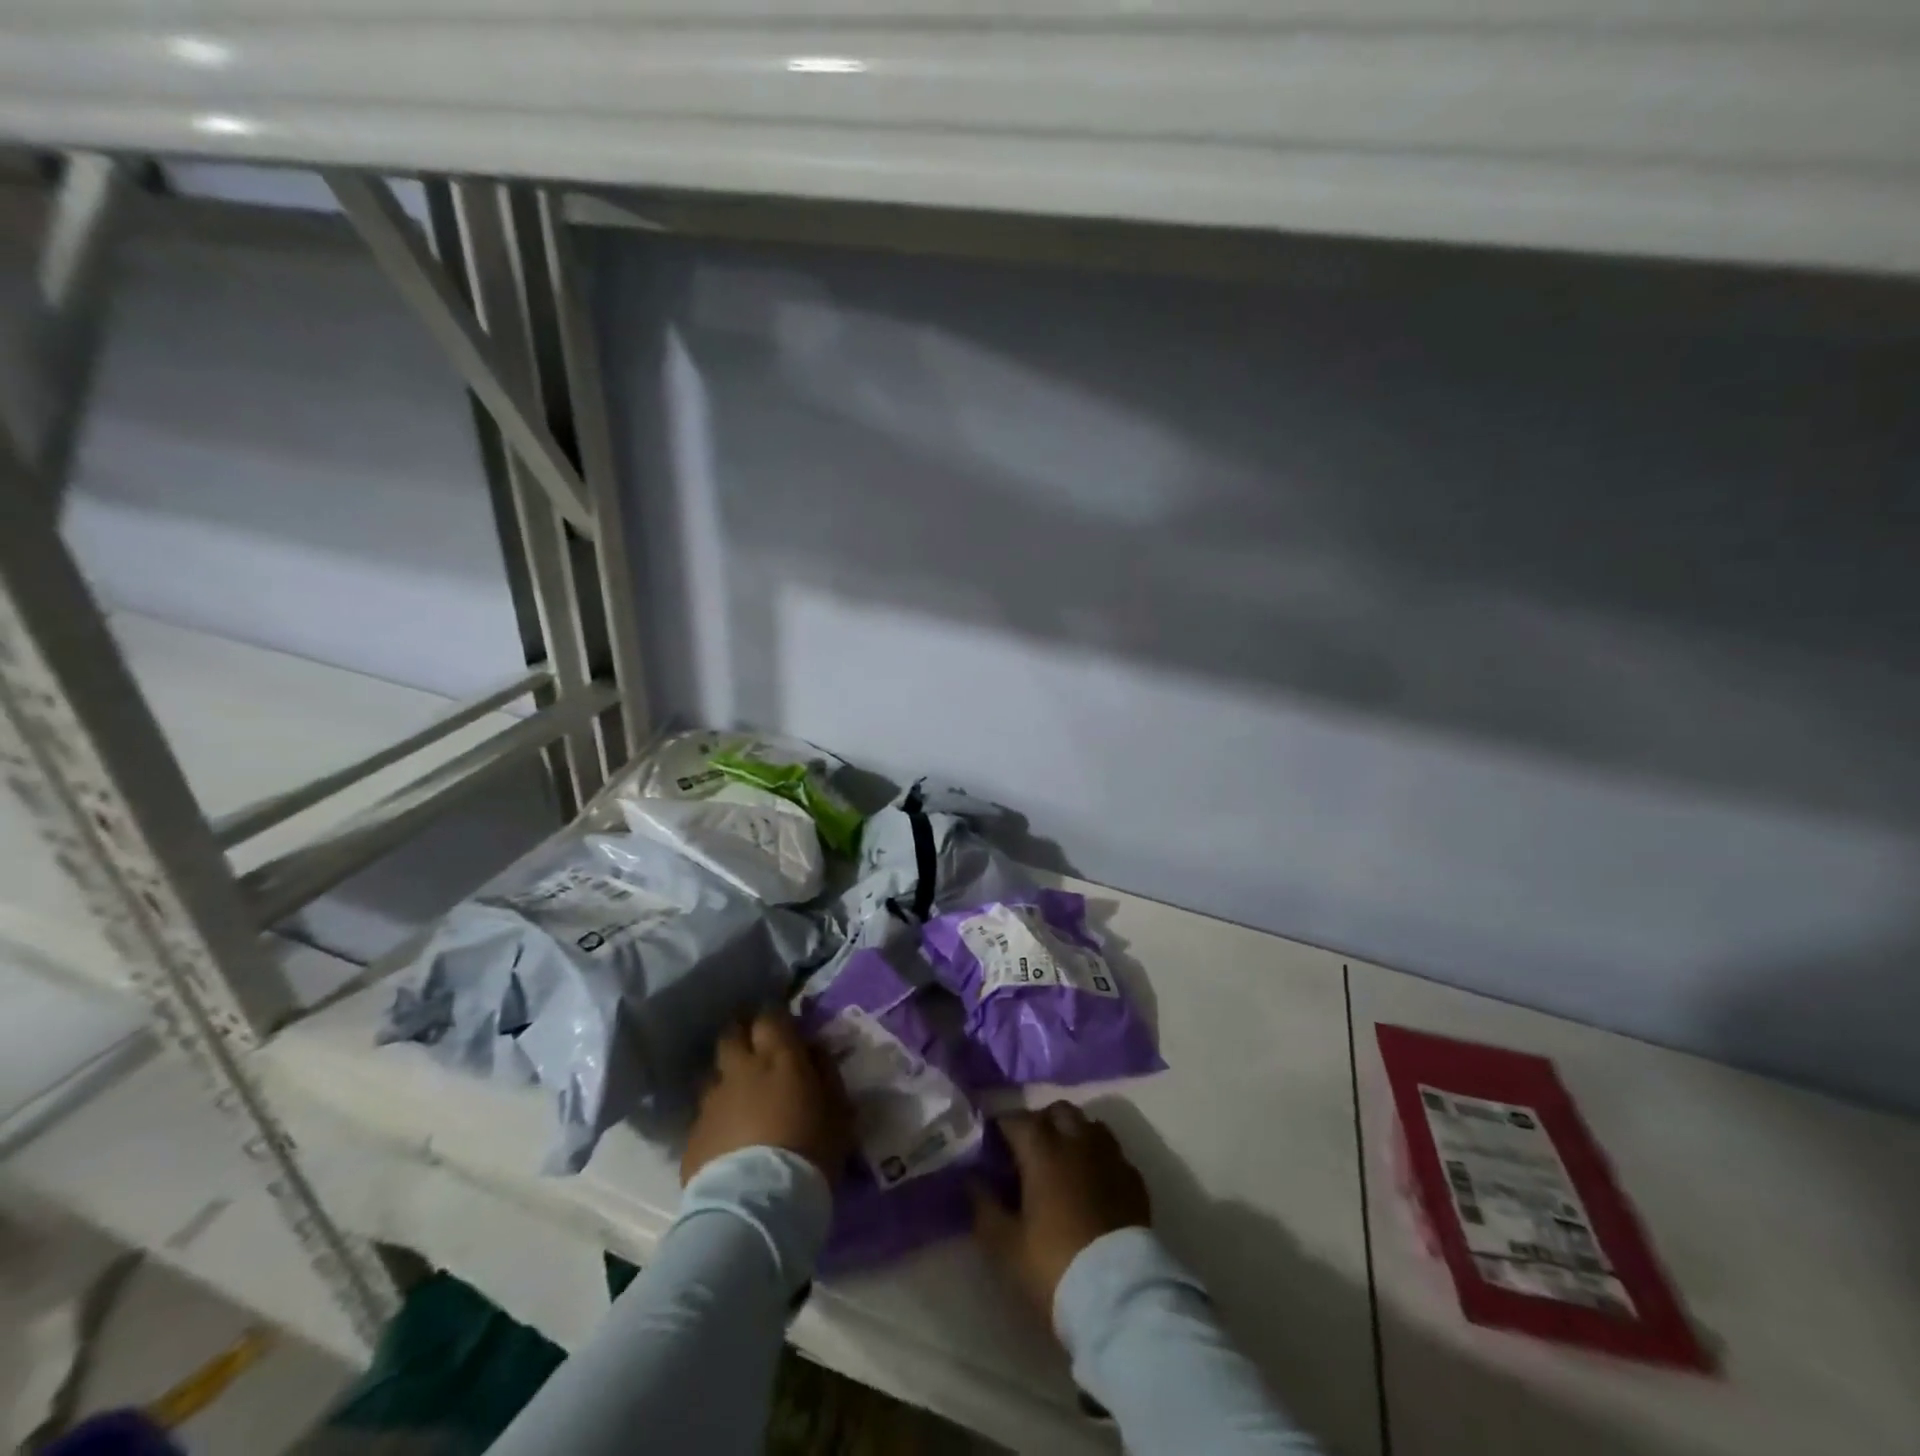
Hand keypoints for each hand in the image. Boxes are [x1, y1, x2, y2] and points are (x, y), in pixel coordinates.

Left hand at [681, 1007, 853, 1186]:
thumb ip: (826, 1072)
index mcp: (779, 1058)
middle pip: (732, 1034)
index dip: (775, 1018)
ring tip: (739, 1097)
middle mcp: (740, 1070)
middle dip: (742, 1035)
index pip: (770, 1016)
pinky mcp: (693, 1135)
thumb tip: (813, 1049)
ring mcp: (711, 1102)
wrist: (758, 1208)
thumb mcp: (839, 1110)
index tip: (783, 1026)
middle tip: (755, 1049)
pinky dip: (716, 1119)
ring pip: (713, 1073)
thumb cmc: (810, 1152)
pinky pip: (704, 1115)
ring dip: (726, 1078)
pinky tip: (727, 1139)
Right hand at [971, 1101, 1151, 1318]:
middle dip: (1040, 1122)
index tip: (991, 1145)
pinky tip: (1092, 1182)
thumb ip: (983, 1205)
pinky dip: (1099, 1158)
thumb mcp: (1005, 1244)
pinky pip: (1113, 1153)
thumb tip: (971, 1178)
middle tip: (1027, 1151)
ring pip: (1089, 1125)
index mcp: (1043, 1149)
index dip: (1000, 1128)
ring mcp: (1111, 1156)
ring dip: (1073, 1133)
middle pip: (1057, 1111)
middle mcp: (1078, 1140)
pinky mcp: (1134, 1179)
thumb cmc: (1053, 1265)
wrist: (1118, 1296)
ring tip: (1062, 1161)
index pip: (1016, 1119)